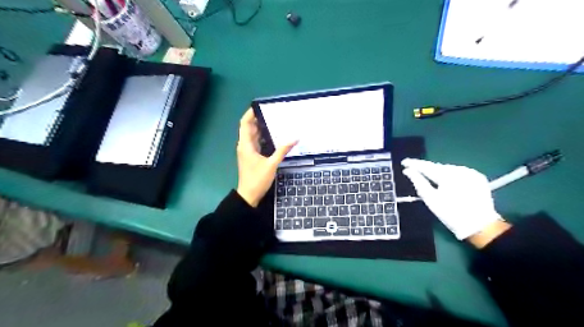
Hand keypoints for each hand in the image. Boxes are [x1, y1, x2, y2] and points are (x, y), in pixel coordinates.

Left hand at [235, 110, 297, 206]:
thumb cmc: (257, 179)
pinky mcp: (251, 156)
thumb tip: (295, 138)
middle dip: (259, 118)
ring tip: (274, 121)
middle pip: (249, 127)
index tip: (260, 106)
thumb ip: (282, 150)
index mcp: (246, 144)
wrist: (249, 195)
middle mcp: (244, 145)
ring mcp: (247, 151)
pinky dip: (262, 137)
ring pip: (253, 135)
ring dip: (261, 127)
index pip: (245, 123)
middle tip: (272, 112)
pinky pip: (256, 142)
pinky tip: (273, 136)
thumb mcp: (271, 164)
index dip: (250, 113)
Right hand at [402, 158, 501, 239]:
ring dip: (439, 172)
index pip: (426, 166)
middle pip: (438, 167)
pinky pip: (459, 172)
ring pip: (448, 169)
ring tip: (431, 178)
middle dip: (427, 169)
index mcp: (447, 175)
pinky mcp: (478, 177)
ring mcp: (471, 173)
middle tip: (415, 171)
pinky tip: (447, 182)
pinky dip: (451, 176)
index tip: (404, 162)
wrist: (480, 226)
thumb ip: (418, 182)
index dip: (414, 163)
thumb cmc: (451, 213)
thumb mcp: (431, 199)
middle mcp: (460, 170)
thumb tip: (408, 171)